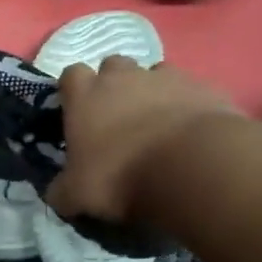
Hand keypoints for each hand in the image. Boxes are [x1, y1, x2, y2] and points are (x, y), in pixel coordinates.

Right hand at [45, 57, 236, 225]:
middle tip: (119, 116)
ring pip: (154, 73)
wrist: (192, 168)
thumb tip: (57, 194)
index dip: (74, 91)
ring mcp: (165, 77)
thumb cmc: (121, 176)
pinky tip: (191, 129)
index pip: (71, 75)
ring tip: (158, 122)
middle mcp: (122, 77)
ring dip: (152, 91)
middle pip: (113, 66)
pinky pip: (191, 89)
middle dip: (114, 84)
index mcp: (84, 95)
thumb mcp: (77, 194)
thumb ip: (61, 190)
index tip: (78, 111)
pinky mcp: (203, 87)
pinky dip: (188, 103)